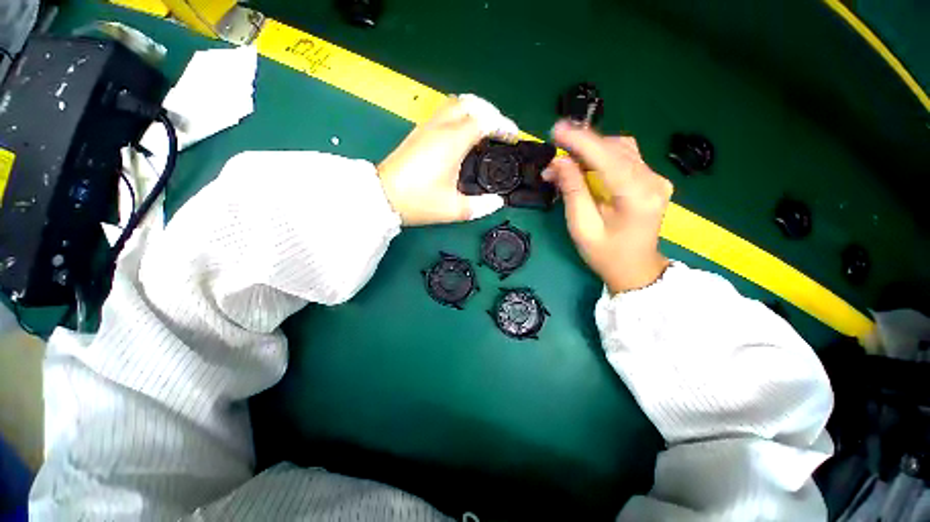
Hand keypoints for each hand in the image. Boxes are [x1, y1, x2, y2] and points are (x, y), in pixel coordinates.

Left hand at [378, 94, 518, 225]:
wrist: (382, 197)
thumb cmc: (418, 201)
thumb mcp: (453, 209)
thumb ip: (480, 206)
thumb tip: (497, 203)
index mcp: (452, 142)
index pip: (484, 120)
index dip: (503, 125)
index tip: (512, 137)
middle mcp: (440, 128)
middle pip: (470, 103)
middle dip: (490, 112)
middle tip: (499, 130)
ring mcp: (426, 128)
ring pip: (455, 104)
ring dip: (473, 111)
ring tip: (483, 131)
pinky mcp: (417, 133)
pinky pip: (443, 114)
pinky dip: (459, 117)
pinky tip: (462, 137)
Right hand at [544, 121, 672, 293]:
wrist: (635, 269)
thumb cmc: (606, 255)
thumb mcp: (582, 227)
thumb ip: (572, 191)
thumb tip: (559, 162)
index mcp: (637, 196)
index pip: (607, 157)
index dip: (580, 141)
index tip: (556, 129)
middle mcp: (653, 180)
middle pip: (615, 148)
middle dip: (581, 147)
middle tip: (554, 156)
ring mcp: (656, 178)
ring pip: (620, 149)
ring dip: (590, 150)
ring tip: (565, 161)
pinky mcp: (651, 179)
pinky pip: (624, 158)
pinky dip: (600, 157)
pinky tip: (584, 165)